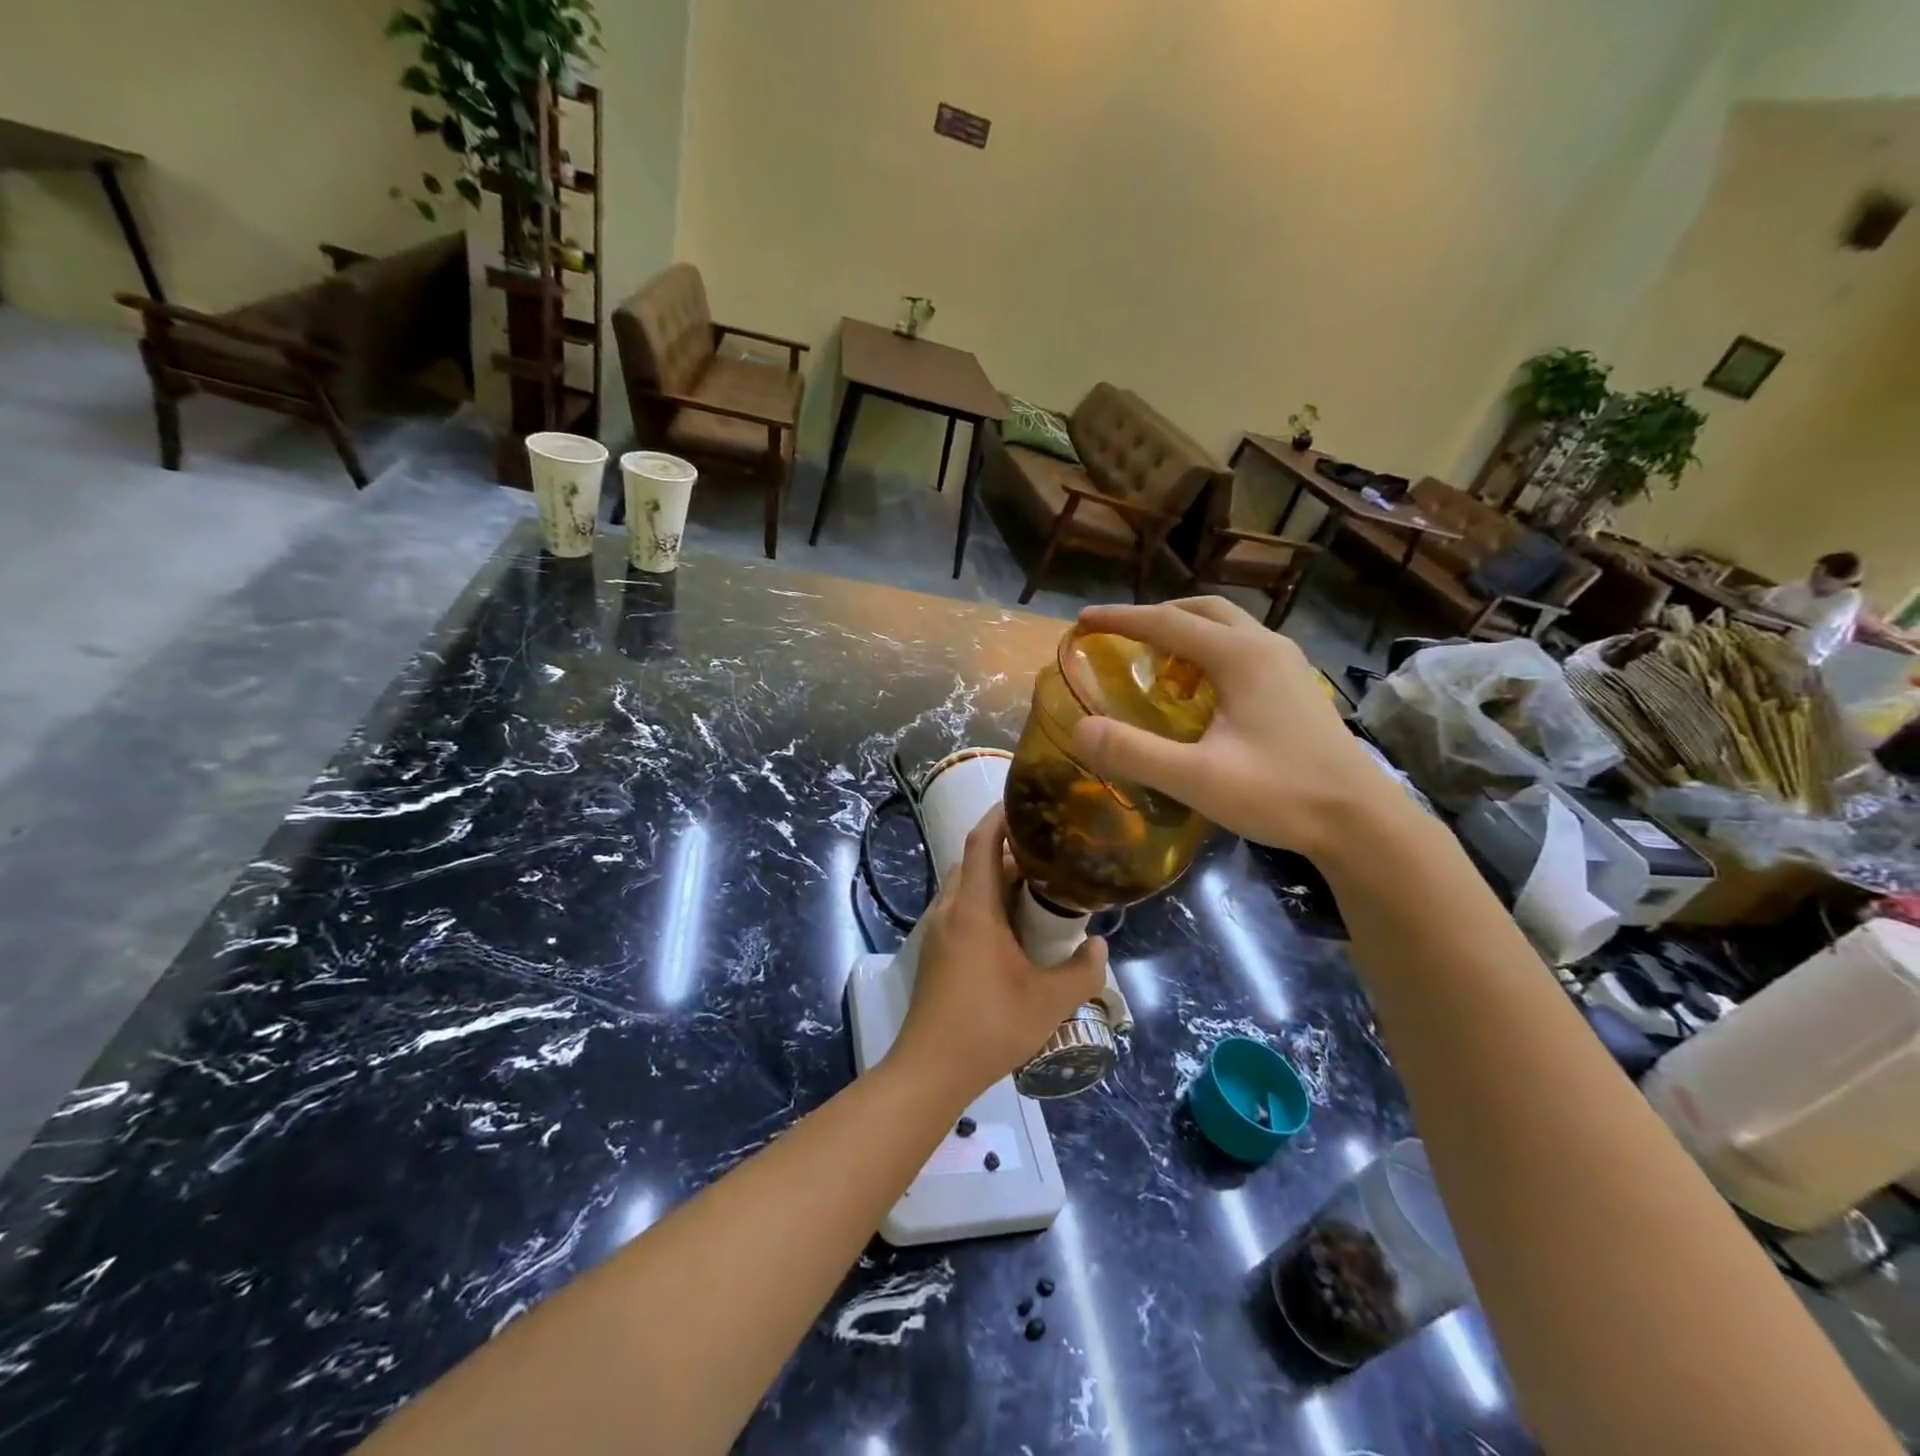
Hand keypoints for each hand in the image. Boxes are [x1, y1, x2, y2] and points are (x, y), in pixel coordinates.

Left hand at [890, 806, 1108, 1103]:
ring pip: (962, 885)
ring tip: (1032, 889)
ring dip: (992, 877)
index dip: (1001, 816)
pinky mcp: (932, 951)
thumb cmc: (990, 1028)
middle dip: (1005, 849)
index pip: (982, 842)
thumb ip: (1084, 971)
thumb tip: (1099, 944)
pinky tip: (1008, 928)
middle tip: (1045, 853)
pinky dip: (981, 901)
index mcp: (974, 910)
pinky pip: (957, 908)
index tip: (1027, 803)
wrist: (931, 1070)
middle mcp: (949, 910)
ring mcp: (935, 931)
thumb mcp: (1050, 1002)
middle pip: (972, 860)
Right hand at [1069, 597, 1407, 857]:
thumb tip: (1080, 728)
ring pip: (1228, 626)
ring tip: (1156, 660)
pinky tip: (1201, 690)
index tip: (1083, 620)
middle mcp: (1265, 647)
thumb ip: (1135, 752)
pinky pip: (1244, 648)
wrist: (1360, 821)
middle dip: (1157, 615)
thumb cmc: (1279, 794)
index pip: (1167, 622)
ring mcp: (1288, 665)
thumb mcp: (1197, 778)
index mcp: (1240, 656)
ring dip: (1187, 631)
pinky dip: (1210, 651)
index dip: (1121, 619)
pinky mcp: (1297, 687)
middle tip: (1121, 636)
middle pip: (1203, 610)